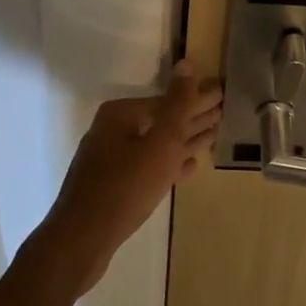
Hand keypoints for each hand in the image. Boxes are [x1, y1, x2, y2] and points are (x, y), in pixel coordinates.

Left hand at [37, 63, 223, 294]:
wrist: (81, 240)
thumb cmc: (125, 187)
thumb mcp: (160, 143)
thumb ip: (178, 104)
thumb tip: (186, 64)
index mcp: (120, 114)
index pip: (169, 100)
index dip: (198, 97)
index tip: (223, 94)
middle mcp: (112, 131)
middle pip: (162, 120)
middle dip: (193, 117)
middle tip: (223, 111)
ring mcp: (110, 159)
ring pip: (156, 145)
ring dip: (185, 140)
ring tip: (213, 135)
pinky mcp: (113, 186)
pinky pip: (148, 166)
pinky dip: (169, 164)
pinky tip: (189, 167)